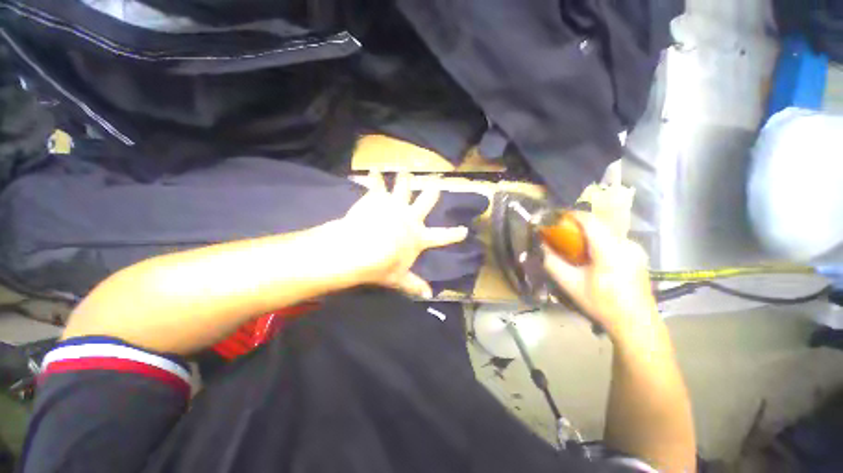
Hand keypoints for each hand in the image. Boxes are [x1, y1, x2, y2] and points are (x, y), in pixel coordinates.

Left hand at [340, 172, 468, 297]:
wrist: (360, 247)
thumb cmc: (381, 264)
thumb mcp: (398, 277)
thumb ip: (414, 284)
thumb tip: (429, 296)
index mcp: (418, 237)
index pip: (442, 237)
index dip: (454, 234)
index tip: (465, 230)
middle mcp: (410, 217)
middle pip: (426, 202)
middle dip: (432, 192)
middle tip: (438, 182)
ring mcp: (395, 205)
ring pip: (403, 187)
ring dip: (405, 178)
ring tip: (405, 169)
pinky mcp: (378, 198)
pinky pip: (376, 185)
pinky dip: (374, 177)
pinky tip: (372, 169)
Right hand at [543, 212, 660, 341]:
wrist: (636, 324)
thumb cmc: (601, 304)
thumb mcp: (570, 284)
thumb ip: (552, 262)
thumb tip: (541, 246)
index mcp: (610, 251)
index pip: (589, 220)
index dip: (571, 214)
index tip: (555, 217)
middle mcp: (626, 244)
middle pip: (598, 223)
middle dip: (577, 224)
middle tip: (561, 233)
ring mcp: (635, 248)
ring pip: (606, 230)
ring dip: (588, 232)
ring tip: (574, 244)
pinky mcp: (638, 253)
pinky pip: (614, 238)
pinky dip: (599, 239)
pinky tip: (592, 254)